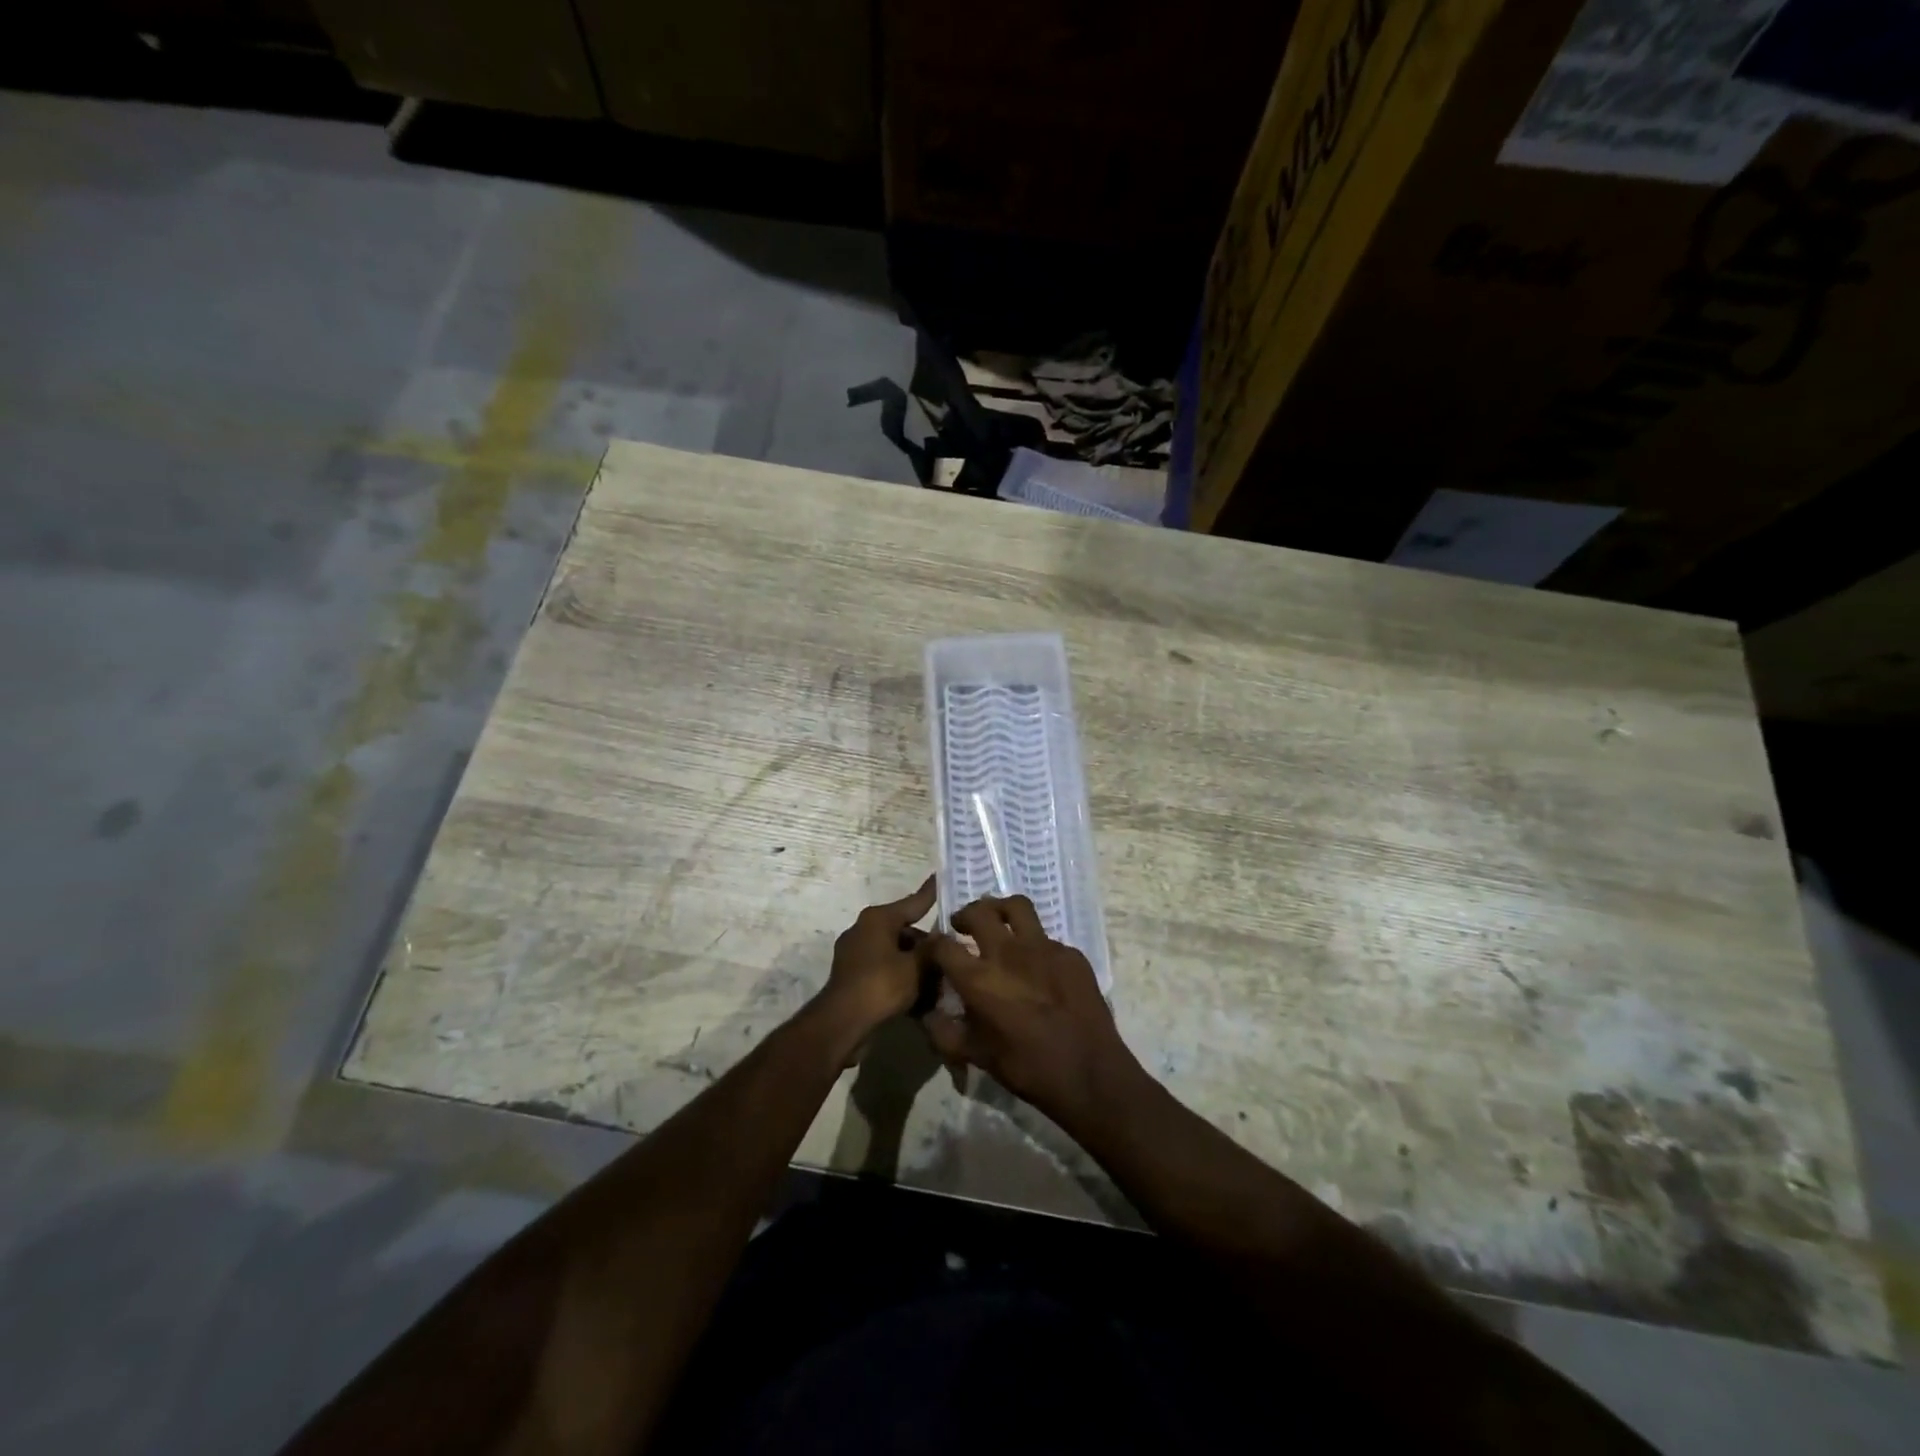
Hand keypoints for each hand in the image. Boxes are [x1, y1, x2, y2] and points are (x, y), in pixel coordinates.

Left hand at [816, 877, 937, 1039]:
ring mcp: (856, 953)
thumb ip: (933, 949)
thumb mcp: (916, 966)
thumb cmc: (882, 985)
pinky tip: (922, 996)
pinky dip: (902, 978)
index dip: (932, 893)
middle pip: (905, 931)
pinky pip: (885, 970)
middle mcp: (864, 929)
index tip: (942, 878)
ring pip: (896, 953)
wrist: (843, 1023)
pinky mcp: (853, 976)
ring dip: (916, 965)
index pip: (914, 902)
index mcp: (878, 918)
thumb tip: (943, 936)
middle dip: (928, 945)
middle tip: (953, 953)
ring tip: (941, 979)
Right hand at [922, 895, 1138, 1125]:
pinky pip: (1046, 938)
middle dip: (965, 915)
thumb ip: (944, 1033)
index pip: (943, 945)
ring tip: (998, 923)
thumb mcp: (977, 1056)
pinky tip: (1038, 966)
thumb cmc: (1028, 1068)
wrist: (1089, 1073)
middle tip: (963, 926)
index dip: (933, 945)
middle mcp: (1008, 953)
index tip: (934, 950)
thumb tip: (927, 1015)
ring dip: (1000, 910)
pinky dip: (1034, 944)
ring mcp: (1043, 948)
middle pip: (979, 912)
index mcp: (979, 979)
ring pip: (1016, 907)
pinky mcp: (1071, 953)